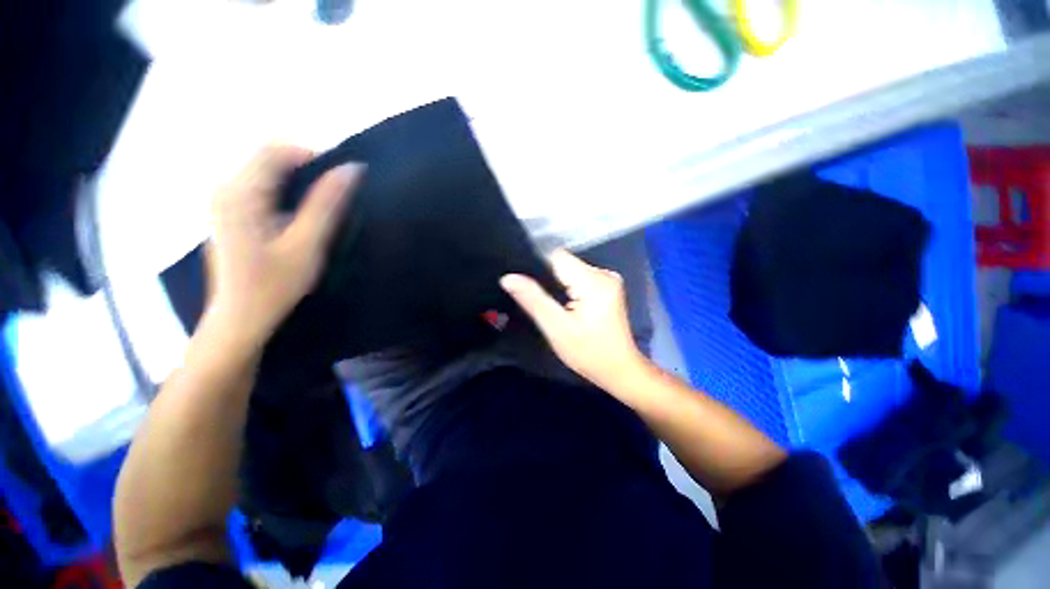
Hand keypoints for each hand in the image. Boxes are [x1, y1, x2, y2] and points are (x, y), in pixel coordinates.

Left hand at [206, 145, 361, 345]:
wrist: (238, 319)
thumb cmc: (274, 286)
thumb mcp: (307, 245)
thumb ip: (327, 204)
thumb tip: (352, 170)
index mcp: (240, 192)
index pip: (277, 149)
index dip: (314, 157)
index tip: (341, 182)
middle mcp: (225, 188)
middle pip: (270, 157)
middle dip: (307, 169)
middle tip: (335, 198)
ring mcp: (223, 199)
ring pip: (267, 171)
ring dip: (299, 182)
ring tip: (321, 210)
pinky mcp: (228, 211)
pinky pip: (261, 186)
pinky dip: (287, 192)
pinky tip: (299, 218)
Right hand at [500, 249, 647, 392]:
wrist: (619, 369)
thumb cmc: (588, 353)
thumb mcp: (556, 328)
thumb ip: (532, 299)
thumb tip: (508, 278)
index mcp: (593, 281)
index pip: (556, 256)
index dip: (537, 266)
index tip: (526, 283)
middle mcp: (603, 273)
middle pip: (564, 262)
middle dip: (548, 277)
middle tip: (539, 300)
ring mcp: (608, 278)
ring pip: (570, 269)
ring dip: (558, 283)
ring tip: (553, 304)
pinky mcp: (608, 286)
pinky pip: (580, 277)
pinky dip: (569, 287)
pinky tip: (565, 304)